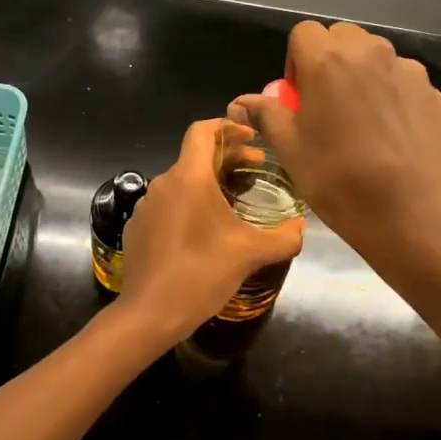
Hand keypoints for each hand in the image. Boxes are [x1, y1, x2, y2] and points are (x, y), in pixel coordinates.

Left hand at [117, 118, 304, 343]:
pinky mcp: (137, 228)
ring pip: (181, 183)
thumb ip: (283, 236)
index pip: (203, 130)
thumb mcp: (251, 254)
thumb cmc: (202, 273)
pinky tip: (203, 233)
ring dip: (207, 185)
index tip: (251, 138)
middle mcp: (163, 183)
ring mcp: (146, 206)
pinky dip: (188, 207)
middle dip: (227, 159)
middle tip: (255, 170)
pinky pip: (167, 206)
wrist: (150, 313)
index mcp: (189, 177)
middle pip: (195, 157)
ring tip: (232, 205)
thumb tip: (302, 226)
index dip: (228, 126)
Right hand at [230, 21, 440, 260]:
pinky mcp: (433, 93)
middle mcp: (371, 53)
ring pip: (376, 56)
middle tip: (326, 104)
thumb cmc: (339, 179)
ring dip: (362, 74)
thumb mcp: (290, 149)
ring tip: (361, 120)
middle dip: (330, 59)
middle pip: (343, 36)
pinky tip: (391, 135)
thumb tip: (238, 102)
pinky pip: (402, 80)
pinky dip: (391, 94)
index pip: (304, 33)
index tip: (298, 97)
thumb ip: (266, 114)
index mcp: (329, 60)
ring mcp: (408, 71)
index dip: (296, 61)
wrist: (411, 212)